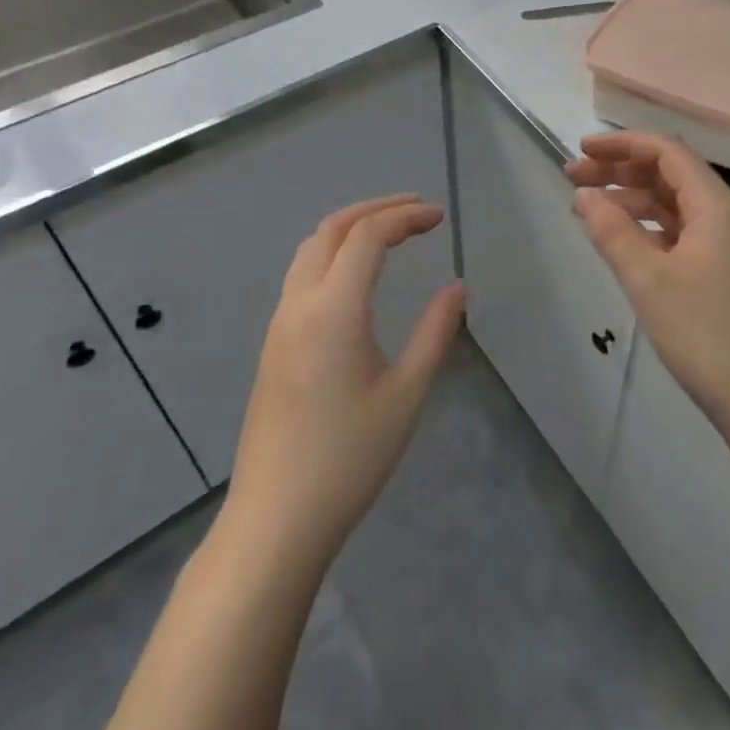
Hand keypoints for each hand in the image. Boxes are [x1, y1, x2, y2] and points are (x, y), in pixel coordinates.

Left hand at [221, 195, 465, 568]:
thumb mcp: (406, 395)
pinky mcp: (273, 344)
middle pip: (333, 229)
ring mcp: (280, 324)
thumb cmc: (348, 459)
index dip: (406, 217)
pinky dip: (333, 252)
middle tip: (417, 209)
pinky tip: (357, 274)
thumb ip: (435, 333)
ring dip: (350, 227)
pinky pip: (302, 274)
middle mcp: (300, 304)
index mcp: (334, 310)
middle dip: (376, 209)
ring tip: (390, 231)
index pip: (368, 236)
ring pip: (311, 249)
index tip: (439, 217)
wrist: (275, 521)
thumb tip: (457, 288)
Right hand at [566, 133, 729, 442]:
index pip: (666, 151)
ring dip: (632, 198)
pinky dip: (648, 227)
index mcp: (715, 205)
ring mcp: (726, 244)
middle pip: (669, 173)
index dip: (622, 144)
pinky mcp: (723, 271)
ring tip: (588, 207)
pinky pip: (680, 231)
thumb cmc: (705, 333)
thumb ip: (613, 232)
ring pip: (673, 203)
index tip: (581, 149)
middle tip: (573, 177)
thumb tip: (584, 195)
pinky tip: (622, 239)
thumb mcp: (649, 280)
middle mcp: (725, 214)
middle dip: (621, 169)